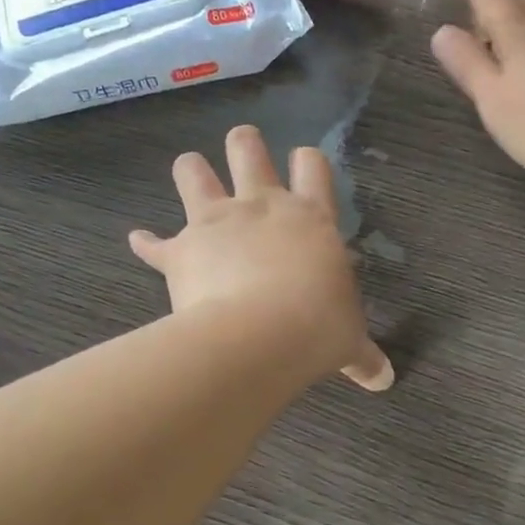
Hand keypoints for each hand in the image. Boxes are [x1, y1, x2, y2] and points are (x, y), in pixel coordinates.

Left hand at [130, 125, 393, 391]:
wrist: (261, 338)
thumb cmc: (317, 329)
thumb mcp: (349, 342)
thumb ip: (364, 356)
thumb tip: (384, 381)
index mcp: (310, 218)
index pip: (312, 165)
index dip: (306, 160)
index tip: (302, 165)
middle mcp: (262, 206)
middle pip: (248, 149)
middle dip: (244, 144)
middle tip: (243, 150)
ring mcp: (216, 222)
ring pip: (193, 171)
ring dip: (191, 170)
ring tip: (191, 173)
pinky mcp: (180, 250)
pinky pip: (154, 243)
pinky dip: (147, 242)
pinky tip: (140, 240)